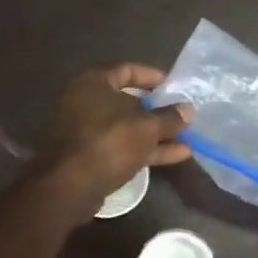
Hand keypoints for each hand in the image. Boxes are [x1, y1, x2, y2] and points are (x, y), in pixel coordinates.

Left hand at [41, 64, 192, 210]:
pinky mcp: (90, 156)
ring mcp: (87, 131)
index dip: (153, 77)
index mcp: (95, 84)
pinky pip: (122, 146)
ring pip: (127, 128)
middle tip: (182, 115)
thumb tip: (187, 110)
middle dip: (158, 111)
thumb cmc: (110, 141)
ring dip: (156, 134)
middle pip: (128, 102)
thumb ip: (169, 117)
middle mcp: (87, 102)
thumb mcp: (147, 127)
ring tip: (187, 139)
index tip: (174, 87)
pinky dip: (145, 149)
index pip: (128, 70)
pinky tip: (175, 156)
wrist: (71, 186)